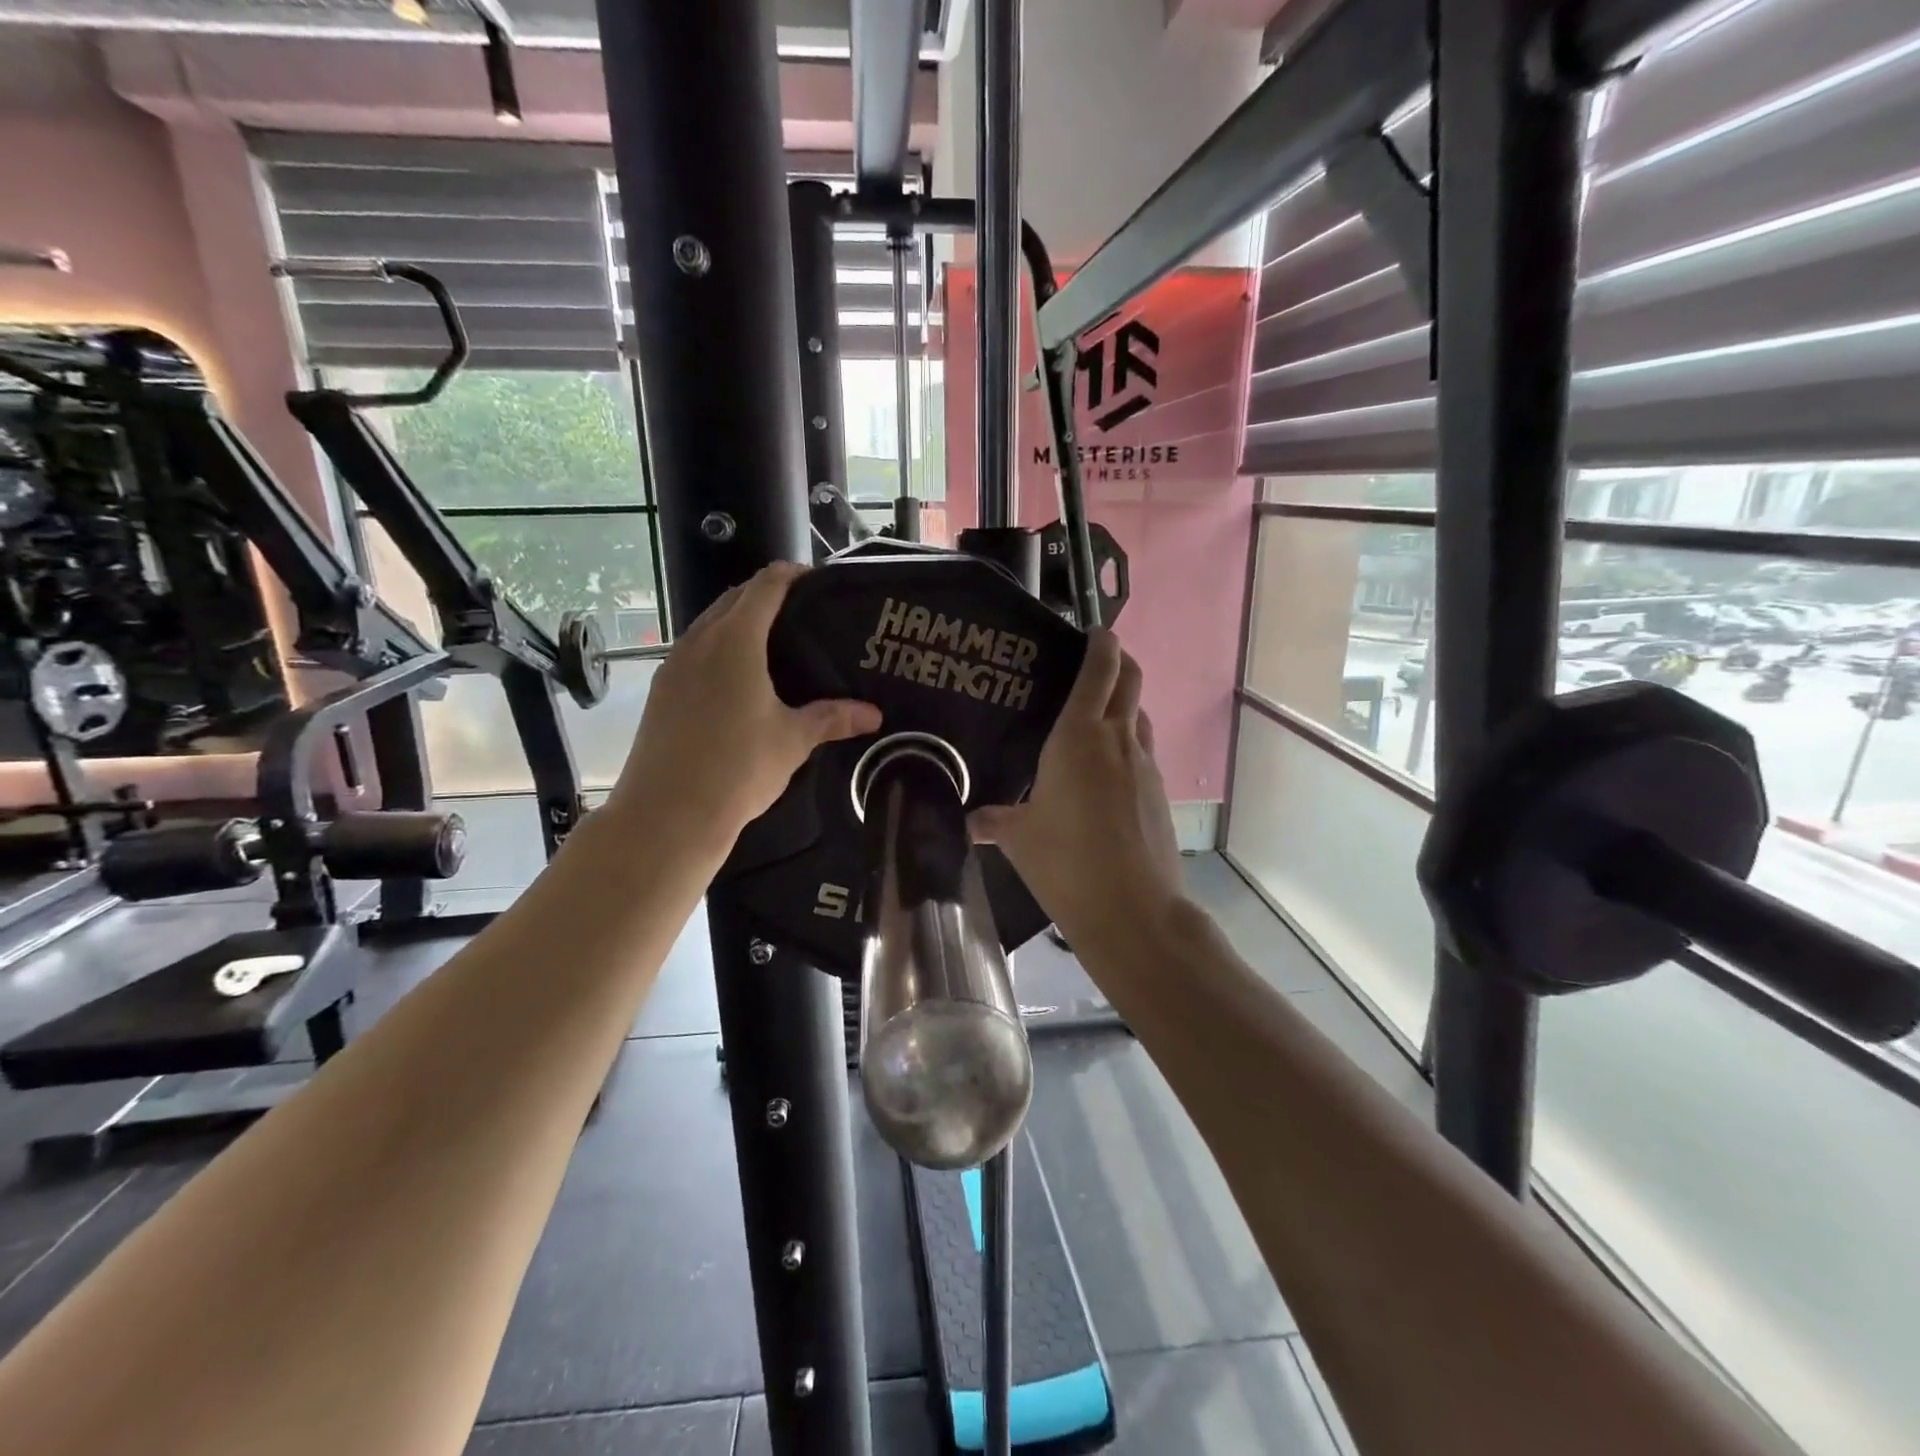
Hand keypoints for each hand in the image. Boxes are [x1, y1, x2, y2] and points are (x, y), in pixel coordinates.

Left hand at [609, 563, 880, 852]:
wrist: (667, 814)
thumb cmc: (738, 767)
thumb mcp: (793, 740)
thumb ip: (832, 718)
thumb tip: (874, 714)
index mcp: (735, 641)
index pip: (765, 587)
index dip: (792, 576)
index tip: (817, 581)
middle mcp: (699, 641)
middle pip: (734, 599)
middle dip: (767, 596)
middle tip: (803, 613)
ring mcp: (673, 665)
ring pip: (709, 625)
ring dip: (739, 621)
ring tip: (775, 643)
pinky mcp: (661, 690)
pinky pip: (695, 651)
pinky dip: (719, 648)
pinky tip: (739, 679)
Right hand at [969, 630, 1185, 952]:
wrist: (1133, 909)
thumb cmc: (1065, 862)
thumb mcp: (1019, 838)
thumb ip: (995, 821)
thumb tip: (971, 821)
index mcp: (1079, 736)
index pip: (1099, 670)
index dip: (1100, 643)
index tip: (1093, 632)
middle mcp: (1118, 740)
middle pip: (1131, 680)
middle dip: (1119, 661)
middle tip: (1097, 661)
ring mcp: (1146, 766)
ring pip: (1140, 716)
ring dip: (1126, 705)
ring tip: (1098, 718)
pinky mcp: (1160, 794)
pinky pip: (1144, 753)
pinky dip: (1129, 746)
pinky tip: (1108, 774)